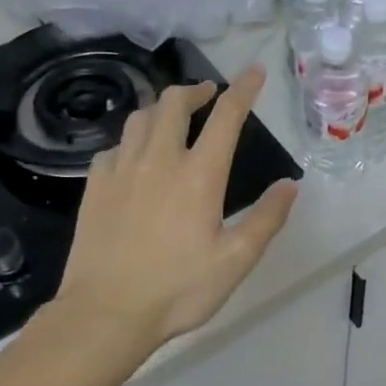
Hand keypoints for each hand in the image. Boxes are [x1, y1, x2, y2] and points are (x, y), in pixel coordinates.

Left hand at [56, 65, 297, 354]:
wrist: (105, 313)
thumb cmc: (178, 289)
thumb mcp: (236, 260)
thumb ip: (267, 219)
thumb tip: (289, 185)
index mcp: (199, 175)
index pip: (226, 117)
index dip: (243, 89)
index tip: (254, 72)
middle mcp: (159, 160)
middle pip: (173, 103)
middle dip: (195, 90)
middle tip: (208, 94)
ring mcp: (121, 170)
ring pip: (140, 117)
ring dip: (161, 108)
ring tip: (172, 117)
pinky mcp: (95, 186)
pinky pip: (114, 146)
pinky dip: (132, 140)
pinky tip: (135, 156)